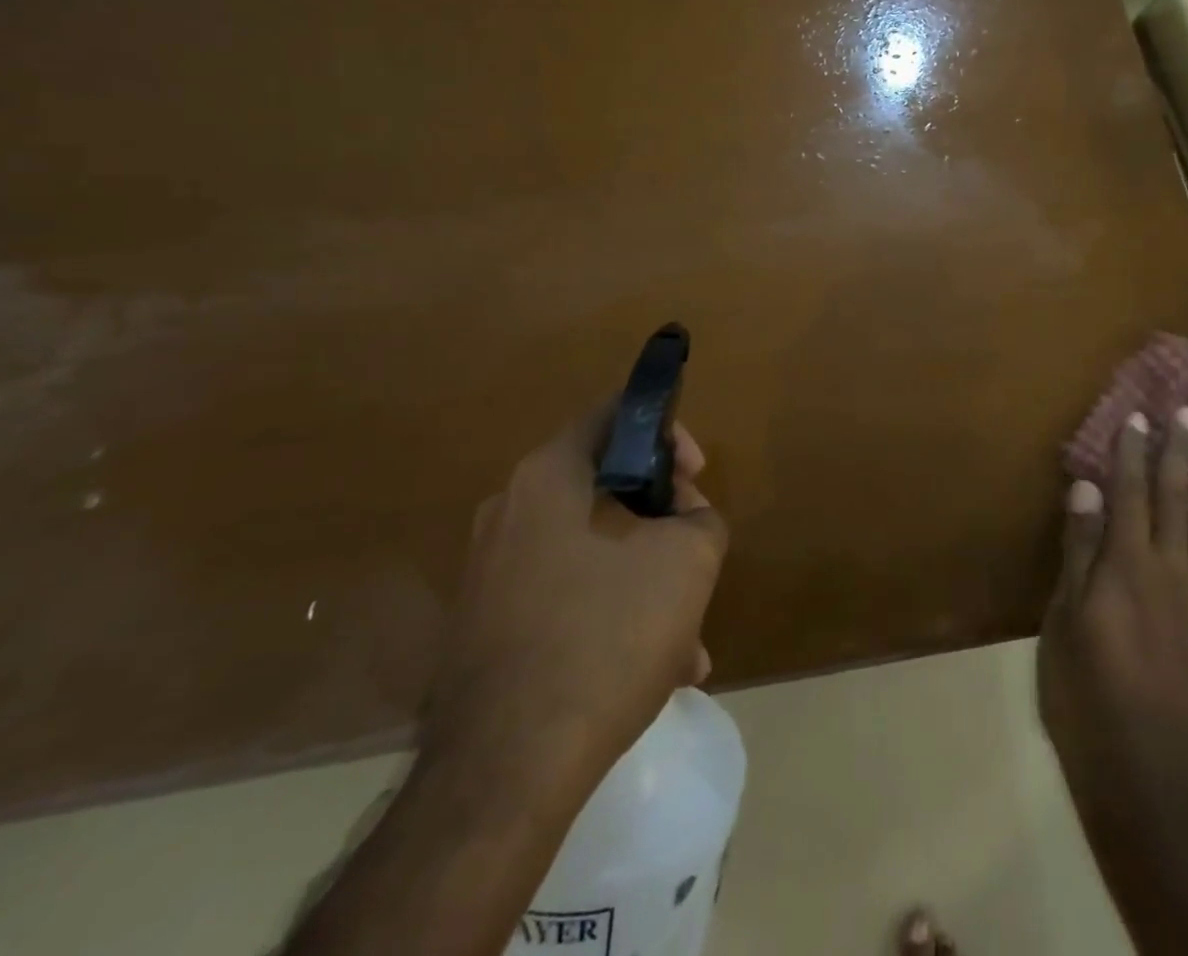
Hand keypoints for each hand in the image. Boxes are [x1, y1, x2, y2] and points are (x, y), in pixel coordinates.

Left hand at [423, 408, 727, 806]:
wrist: (506, 771)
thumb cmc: (606, 636)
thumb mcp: (689, 559)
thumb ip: (701, 517)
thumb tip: (686, 520)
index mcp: (549, 476)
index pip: (615, 415)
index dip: (668, 433)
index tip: (697, 477)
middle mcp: (510, 511)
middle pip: (607, 486)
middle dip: (662, 520)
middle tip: (696, 556)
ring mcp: (491, 572)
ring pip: (591, 551)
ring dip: (643, 578)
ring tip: (687, 639)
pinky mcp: (486, 627)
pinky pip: (565, 597)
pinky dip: (609, 615)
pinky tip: (651, 672)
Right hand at [1039, 407, 1187, 795]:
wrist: (1135, 763)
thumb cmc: (1082, 685)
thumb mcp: (1063, 614)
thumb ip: (1080, 548)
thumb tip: (1088, 487)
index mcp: (1127, 564)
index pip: (1128, 493)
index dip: (1133, 452)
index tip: (1141, 415)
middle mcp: (1171, 572)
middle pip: (1176, 501)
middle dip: (1182, 453)